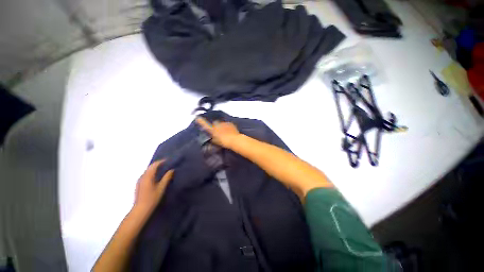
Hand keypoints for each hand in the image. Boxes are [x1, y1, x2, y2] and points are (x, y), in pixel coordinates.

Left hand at [134, 160, 173, 214]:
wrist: (140, 209)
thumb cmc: (152, 198)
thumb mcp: (161, 188)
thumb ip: (167, 178)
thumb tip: (172, 170)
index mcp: (148, 176)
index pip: (154, 165)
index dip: (161, 161)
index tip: (168, 160)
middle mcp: (142, 176)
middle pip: (150, 167)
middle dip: (158, 164)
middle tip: (167, 163)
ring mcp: (139, 180)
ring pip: (148, 171)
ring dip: (154, 168)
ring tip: (163, 169)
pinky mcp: (139, 184)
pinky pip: (146, 174)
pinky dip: (151, 172)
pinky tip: (156, 176)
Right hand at [196, 117, 240, 147]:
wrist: (234, 139)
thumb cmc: (224, 142)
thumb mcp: (216, 141)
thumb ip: (212, 138)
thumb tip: (211, 137)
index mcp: (213, 130)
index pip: (205, 124)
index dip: (201, 121)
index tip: (197, 118)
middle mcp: (217, 124)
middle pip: (215, 123)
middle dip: (216, 125)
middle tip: (219, 131)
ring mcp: (224, 123)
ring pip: (221, 123)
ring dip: (222, 126)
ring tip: (226, 132)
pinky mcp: (230, 123)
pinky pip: (227, 124)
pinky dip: (227, 126)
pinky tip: (230, 131)